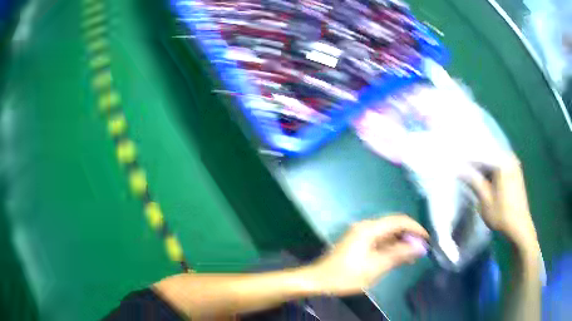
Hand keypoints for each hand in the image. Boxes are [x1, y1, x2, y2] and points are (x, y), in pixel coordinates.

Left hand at [306, 215, 428, 295]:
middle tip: (420, 250)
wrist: (318, 280)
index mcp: (370, 229)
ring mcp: (361, 234)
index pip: (399, 221)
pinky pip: (380, 240)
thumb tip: (420, 247)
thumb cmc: (346, 275)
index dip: (415, 228)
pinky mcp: (359, 242)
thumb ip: (398, 255)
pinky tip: (397, 257)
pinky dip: (390, 247)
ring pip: (387, 233)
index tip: (426, 240)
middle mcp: (366, 226)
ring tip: (412, 256)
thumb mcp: (375, 267)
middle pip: (393, 225)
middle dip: (409, 236)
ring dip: (400, 242)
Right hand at [461, 154, 538, 253]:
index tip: (455, 164)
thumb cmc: (502, 215)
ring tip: (471, 171)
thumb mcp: (485, 200)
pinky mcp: (515, 171)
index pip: (480, 155)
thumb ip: (474, 181)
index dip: (467, 160)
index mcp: (502, 163)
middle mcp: (509, 158)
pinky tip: (484, 175)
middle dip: (475, 160)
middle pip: (488, 154)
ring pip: (494, 159)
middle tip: (462, 166)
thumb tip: (458, 169)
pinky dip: (491, 168)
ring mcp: (513, 164)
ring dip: (483, 165)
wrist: (520, 227)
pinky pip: (500, 163)